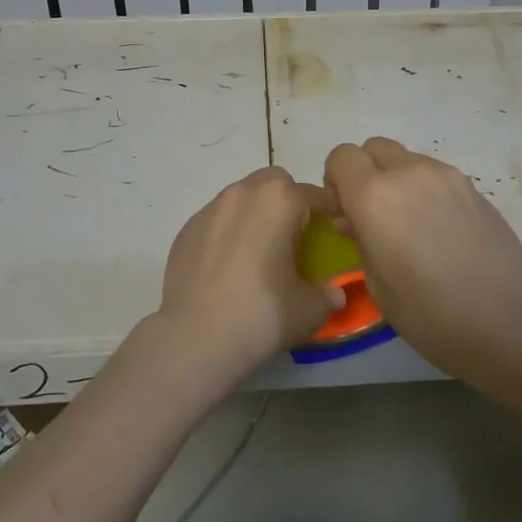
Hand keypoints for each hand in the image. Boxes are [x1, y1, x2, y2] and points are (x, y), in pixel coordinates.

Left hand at [156, 167, 343, 382]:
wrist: (194, 339)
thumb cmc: (261, 316)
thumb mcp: (309, 311)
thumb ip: (328, 295)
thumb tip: (334, 293)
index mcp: (280, 201)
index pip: (316, 194)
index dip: (330, 211)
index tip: (334, 232)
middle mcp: (244, 193)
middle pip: (275, 182)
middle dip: (289, 201)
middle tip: (294, 237)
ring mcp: (211, 208)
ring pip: (243, 196)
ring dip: (257, 213)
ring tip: (260, 252)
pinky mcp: (187, 229)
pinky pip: (218, 218)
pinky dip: (229, 231)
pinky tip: (229, 266)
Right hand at [323, 137, 521, 377]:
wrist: (511, 321)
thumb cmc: (433, 315)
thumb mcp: (379, 287)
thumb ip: (361, 241)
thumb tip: (357, 221)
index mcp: (375, 197)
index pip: (342, 156)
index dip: (335, 181)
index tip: (344, 214)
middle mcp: (409, 173)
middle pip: (374, 148)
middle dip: (364, 173)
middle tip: (371, 216)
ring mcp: (446, 176)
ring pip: (406, 158)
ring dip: (395, 180)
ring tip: (409, 225)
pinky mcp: (473, 187)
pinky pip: (434, 174)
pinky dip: (423, 189)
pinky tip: (438, 230)